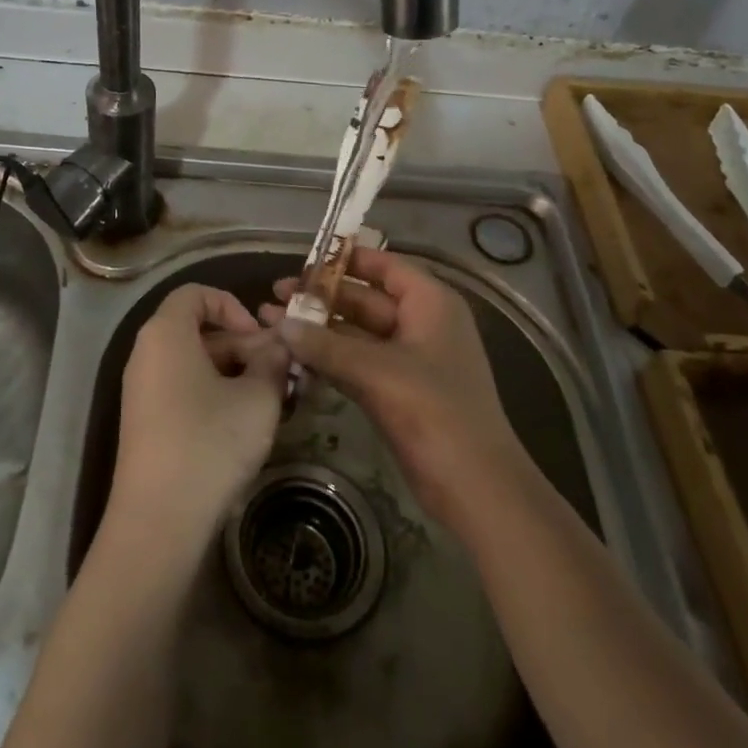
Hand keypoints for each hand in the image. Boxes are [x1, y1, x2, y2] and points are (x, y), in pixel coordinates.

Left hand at [108, 285, 291, 548]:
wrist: (159, 521)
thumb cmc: (210, 443)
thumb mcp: (257, 398)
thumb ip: (273, 360)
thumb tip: (279, 345)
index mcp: (166, 334)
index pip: (196, 293)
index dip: (233, 306)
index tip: (261, 338)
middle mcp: (146, 354)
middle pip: (198, 330)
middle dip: (243, 345)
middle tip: (281, 374)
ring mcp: (143, 391)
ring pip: (195, 363)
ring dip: (236, 373)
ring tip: (274, 401)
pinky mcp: (147, 423)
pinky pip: (184, 390)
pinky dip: (216, 395)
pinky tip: (247, 424)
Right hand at [264, 249, 531, 531]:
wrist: (475, 487)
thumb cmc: (435, 412)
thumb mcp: (377, 372)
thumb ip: (326, 346)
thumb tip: (282, 325)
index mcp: (431, 304)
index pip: (385, 267)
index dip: (346, 260)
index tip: (304, 261)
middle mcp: (421, 324)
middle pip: (366, 299)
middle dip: (321, 298)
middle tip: (275, 297)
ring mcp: (410, 360)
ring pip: (357, 334)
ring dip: (319, 330)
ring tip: (272, 323)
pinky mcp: (398, 392)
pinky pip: (357, 363)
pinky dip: (328, 359)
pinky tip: (294, 357)